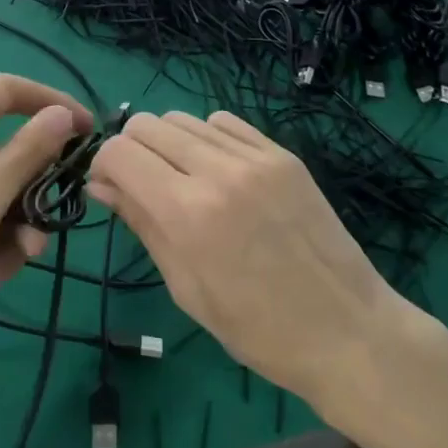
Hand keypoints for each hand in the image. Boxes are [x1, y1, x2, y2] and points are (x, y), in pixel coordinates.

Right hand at [88, 111, 410, 409]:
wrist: (346, 329)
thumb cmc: (256, 328)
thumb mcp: (186, 287)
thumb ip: (142, 224)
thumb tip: (101, 184)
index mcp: (188, 212)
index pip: (120, 152)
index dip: (104, 166)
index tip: (110, 188)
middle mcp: (219, 170)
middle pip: (148, 124)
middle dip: (131, 149)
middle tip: (141, 185)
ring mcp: (256, 157)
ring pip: (185, 118)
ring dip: (168, 142)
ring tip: (181, 179)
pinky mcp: (283, 154)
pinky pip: (226, 123)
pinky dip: (207, 138)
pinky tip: (217, 171)